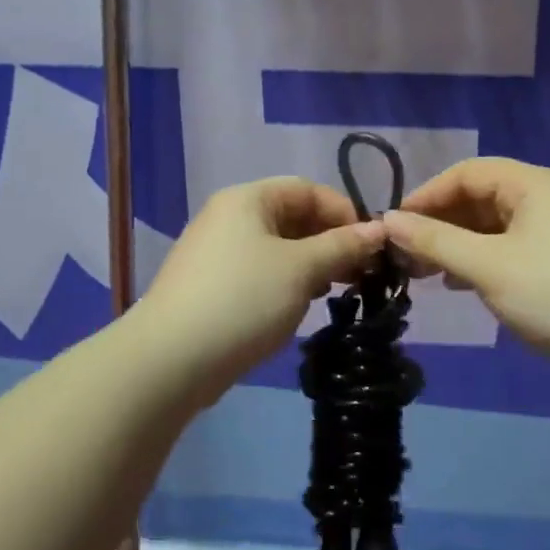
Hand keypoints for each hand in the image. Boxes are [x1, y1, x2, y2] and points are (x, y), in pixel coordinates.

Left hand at [135, 177, 385, 397]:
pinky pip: (260, 272)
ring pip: (278, 248)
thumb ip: (343, 246)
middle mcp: (229, 217)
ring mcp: (216, 253)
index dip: (344, 212)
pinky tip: (299, 306)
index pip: (307, 189)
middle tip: (360, 274)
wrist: (169, 360)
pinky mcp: (211, 286)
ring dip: (311, 265)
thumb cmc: (243, 300)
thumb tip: (380, 228)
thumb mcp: (301, 269)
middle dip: (330, 241)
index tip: (372, 246)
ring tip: (334, 291)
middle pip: (292, 217)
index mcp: (247, 199)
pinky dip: (286, 282)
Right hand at [381, 159, 549, 376]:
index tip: (394, 225)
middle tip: (405, 254)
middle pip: (479, 197)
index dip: (427, 195)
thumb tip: (387, 220)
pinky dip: (479, 258)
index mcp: (532, 184)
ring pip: (492, 225)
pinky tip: (460, 283)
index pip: (466, 173)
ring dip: (456, 243)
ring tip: (425, 271)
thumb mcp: (486, 266)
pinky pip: (508, 246)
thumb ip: (434, 240)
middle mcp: (545, 196)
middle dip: (440, 222)